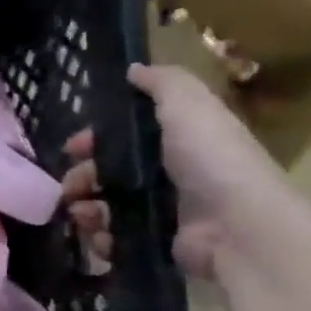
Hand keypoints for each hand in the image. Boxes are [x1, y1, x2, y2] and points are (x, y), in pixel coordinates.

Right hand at [58, 64, 298, 282]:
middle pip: (107, 173)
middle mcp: (169, 175)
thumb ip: (162, 83)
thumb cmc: (212, 160)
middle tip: (70, 188)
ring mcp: (162, 211)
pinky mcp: (156, 242)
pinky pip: (114, 238)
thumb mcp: (189, 106)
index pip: (124, 137)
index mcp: (177, 141)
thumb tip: (133, 69)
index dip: (94, 139)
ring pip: (104, 206)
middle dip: (81, 178)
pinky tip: (100, 235)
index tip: (73, 148)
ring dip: (84, 209)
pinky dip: (100, 237)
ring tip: (82, 215)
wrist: (239, 227)